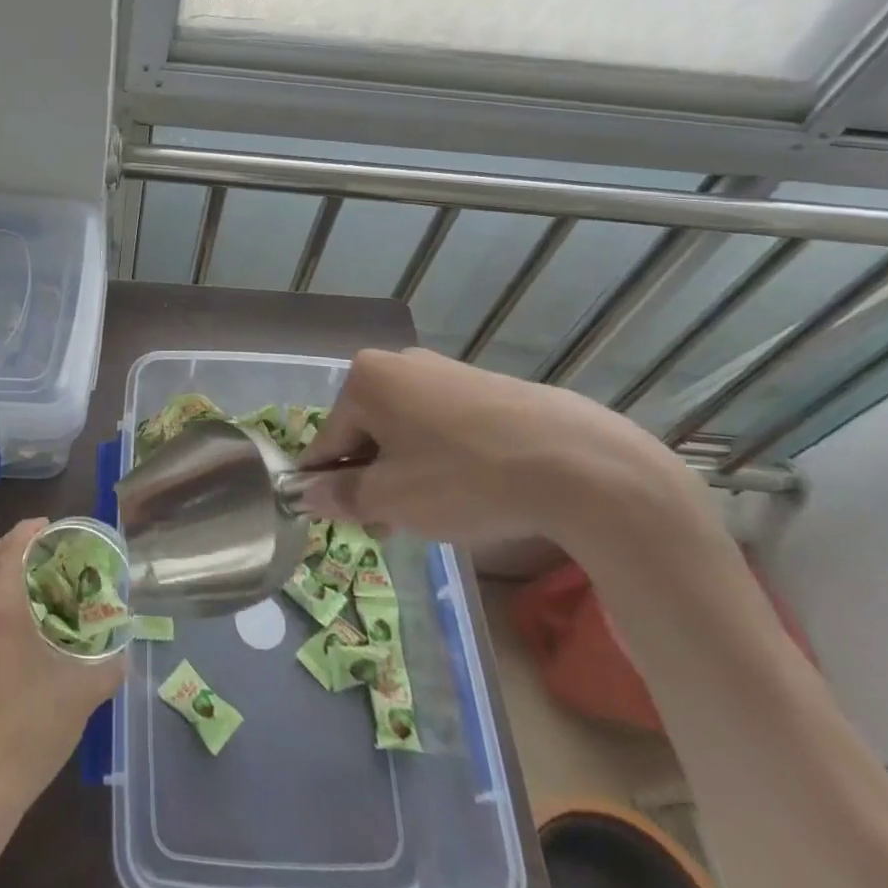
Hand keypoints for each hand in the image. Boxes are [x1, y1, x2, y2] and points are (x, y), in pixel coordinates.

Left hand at [0, 518, 124, 816]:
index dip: (26, 532)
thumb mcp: (84, 692)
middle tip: (33, 545)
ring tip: (7, 573)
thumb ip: (110, 666)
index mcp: (5, 610)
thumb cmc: (35, 728)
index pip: (10, 552)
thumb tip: (126, 652)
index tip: (46, 525)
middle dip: (7, 545)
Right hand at [298, 347, 698, 557]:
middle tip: (393, 525)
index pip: (327, 441)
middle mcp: (398, 363)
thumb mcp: (392, 499)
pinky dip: (442, 457)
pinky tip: (469, 489)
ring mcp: (444, 370)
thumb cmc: (463, 478)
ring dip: (406, 471)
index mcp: (365, 379)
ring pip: (405, 430)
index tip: (350, 523)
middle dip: (373, 479)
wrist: (578, 463)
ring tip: (436, 513)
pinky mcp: (484, 385)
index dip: (331, 487)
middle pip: (366, 431)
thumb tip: (309, 494)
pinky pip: (442, 424)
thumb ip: (343, 495)